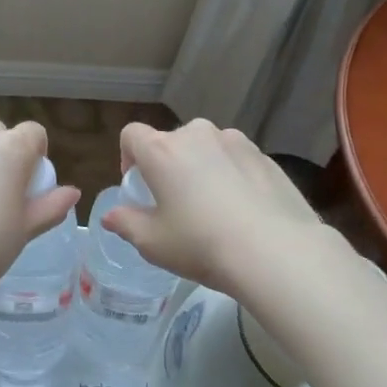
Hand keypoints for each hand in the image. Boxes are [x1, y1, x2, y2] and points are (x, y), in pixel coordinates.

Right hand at [103, 119, 328, 293]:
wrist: (276, 251)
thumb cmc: (201, 244)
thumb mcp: (153, 243)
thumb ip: (126, 223)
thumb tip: (111, 216)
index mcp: (162, 150)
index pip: (132, 135)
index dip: (128, 157)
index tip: (139, 187)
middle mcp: (197, 135)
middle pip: (172, 141)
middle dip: (168, 165)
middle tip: (176, 203)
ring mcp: (236, 141)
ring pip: (207, 148)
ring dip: (202, 167)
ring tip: (214, 207)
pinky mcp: (266, 156)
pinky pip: (237, 160)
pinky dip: (233, 176)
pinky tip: (244, 211)